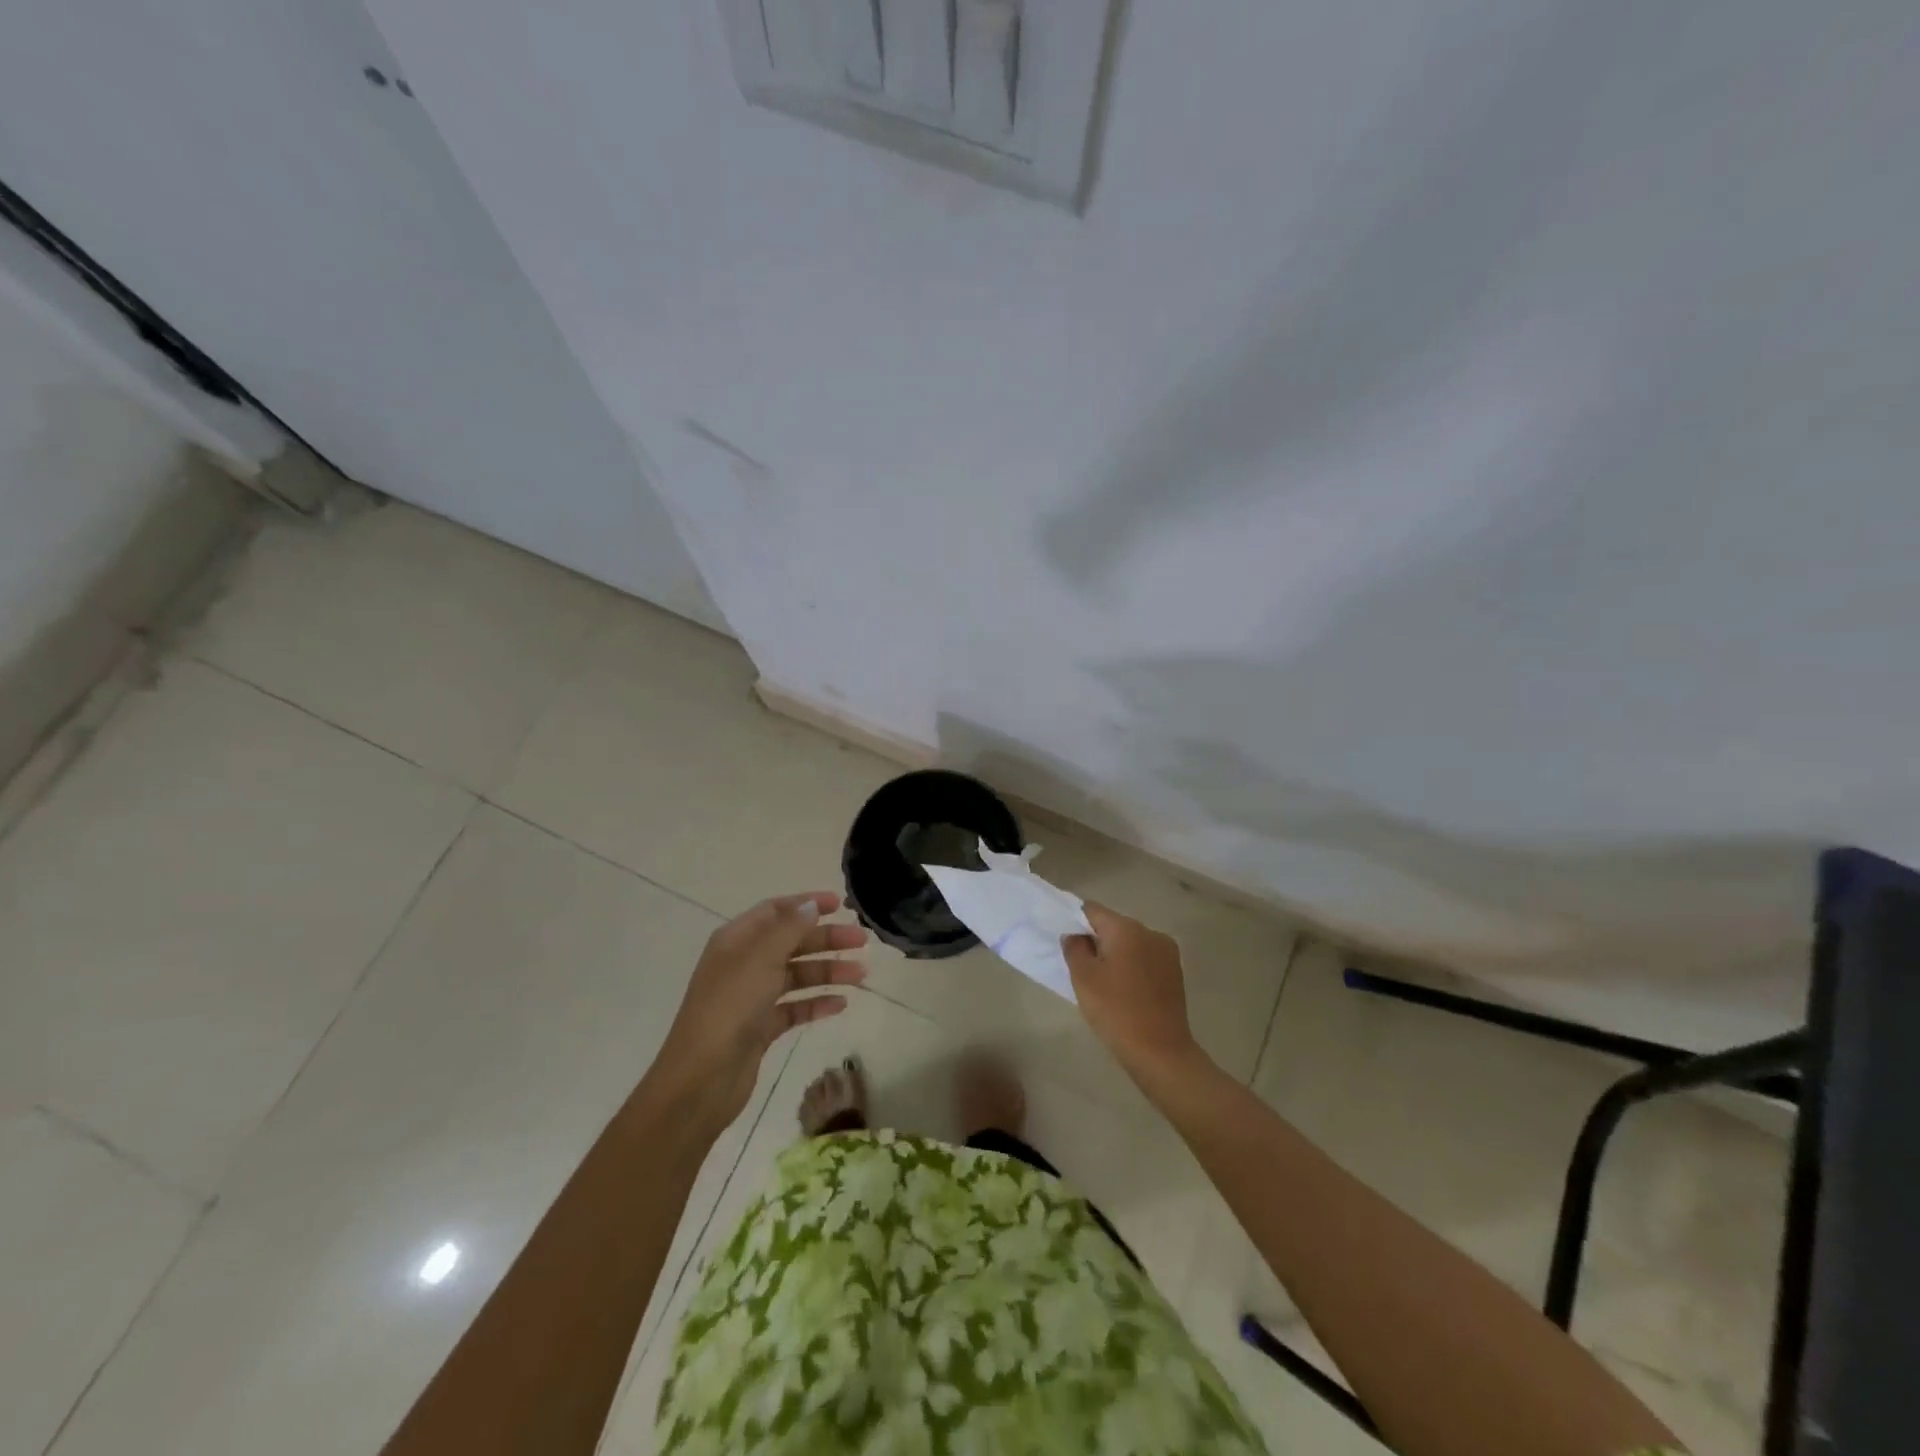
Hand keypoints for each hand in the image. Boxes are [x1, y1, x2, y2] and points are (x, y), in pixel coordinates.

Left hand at [650, 892, 867, 1134]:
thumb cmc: (730, 1008)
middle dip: (826, 939)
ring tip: (861, 975)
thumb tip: (812, 904)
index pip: (775, 910)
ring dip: (828, 971)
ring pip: (796, 975)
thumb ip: (790, 928)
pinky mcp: (760, 1028)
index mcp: (736, 940)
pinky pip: (794, 1007)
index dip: (807, 904)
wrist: (702, 1079)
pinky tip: (841, 1005)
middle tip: (861, 941)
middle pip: (791, 942)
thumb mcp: (761, 958)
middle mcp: (743, 963)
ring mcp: (751, 997)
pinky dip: (817, 1004)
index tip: (840, 905)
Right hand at [1064, 901, 1205, 1084]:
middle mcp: (1150, 932)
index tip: (1068, 945)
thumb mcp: (1083, 978)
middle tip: (1083, 969)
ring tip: (1104, 984)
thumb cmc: (1116, 1010)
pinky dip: (1132, 967)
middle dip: (1096, 941)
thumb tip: (1074, 935)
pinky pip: (1145, 959)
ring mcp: (1166, 952)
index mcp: (1126, 928)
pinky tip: (1125, 992)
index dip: (1076, 923)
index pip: (1092, 910)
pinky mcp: (1175, 972)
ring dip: (1115, 955)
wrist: (1160, 1051)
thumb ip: (1074, 948)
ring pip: (1130, 943)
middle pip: (1113, 926)